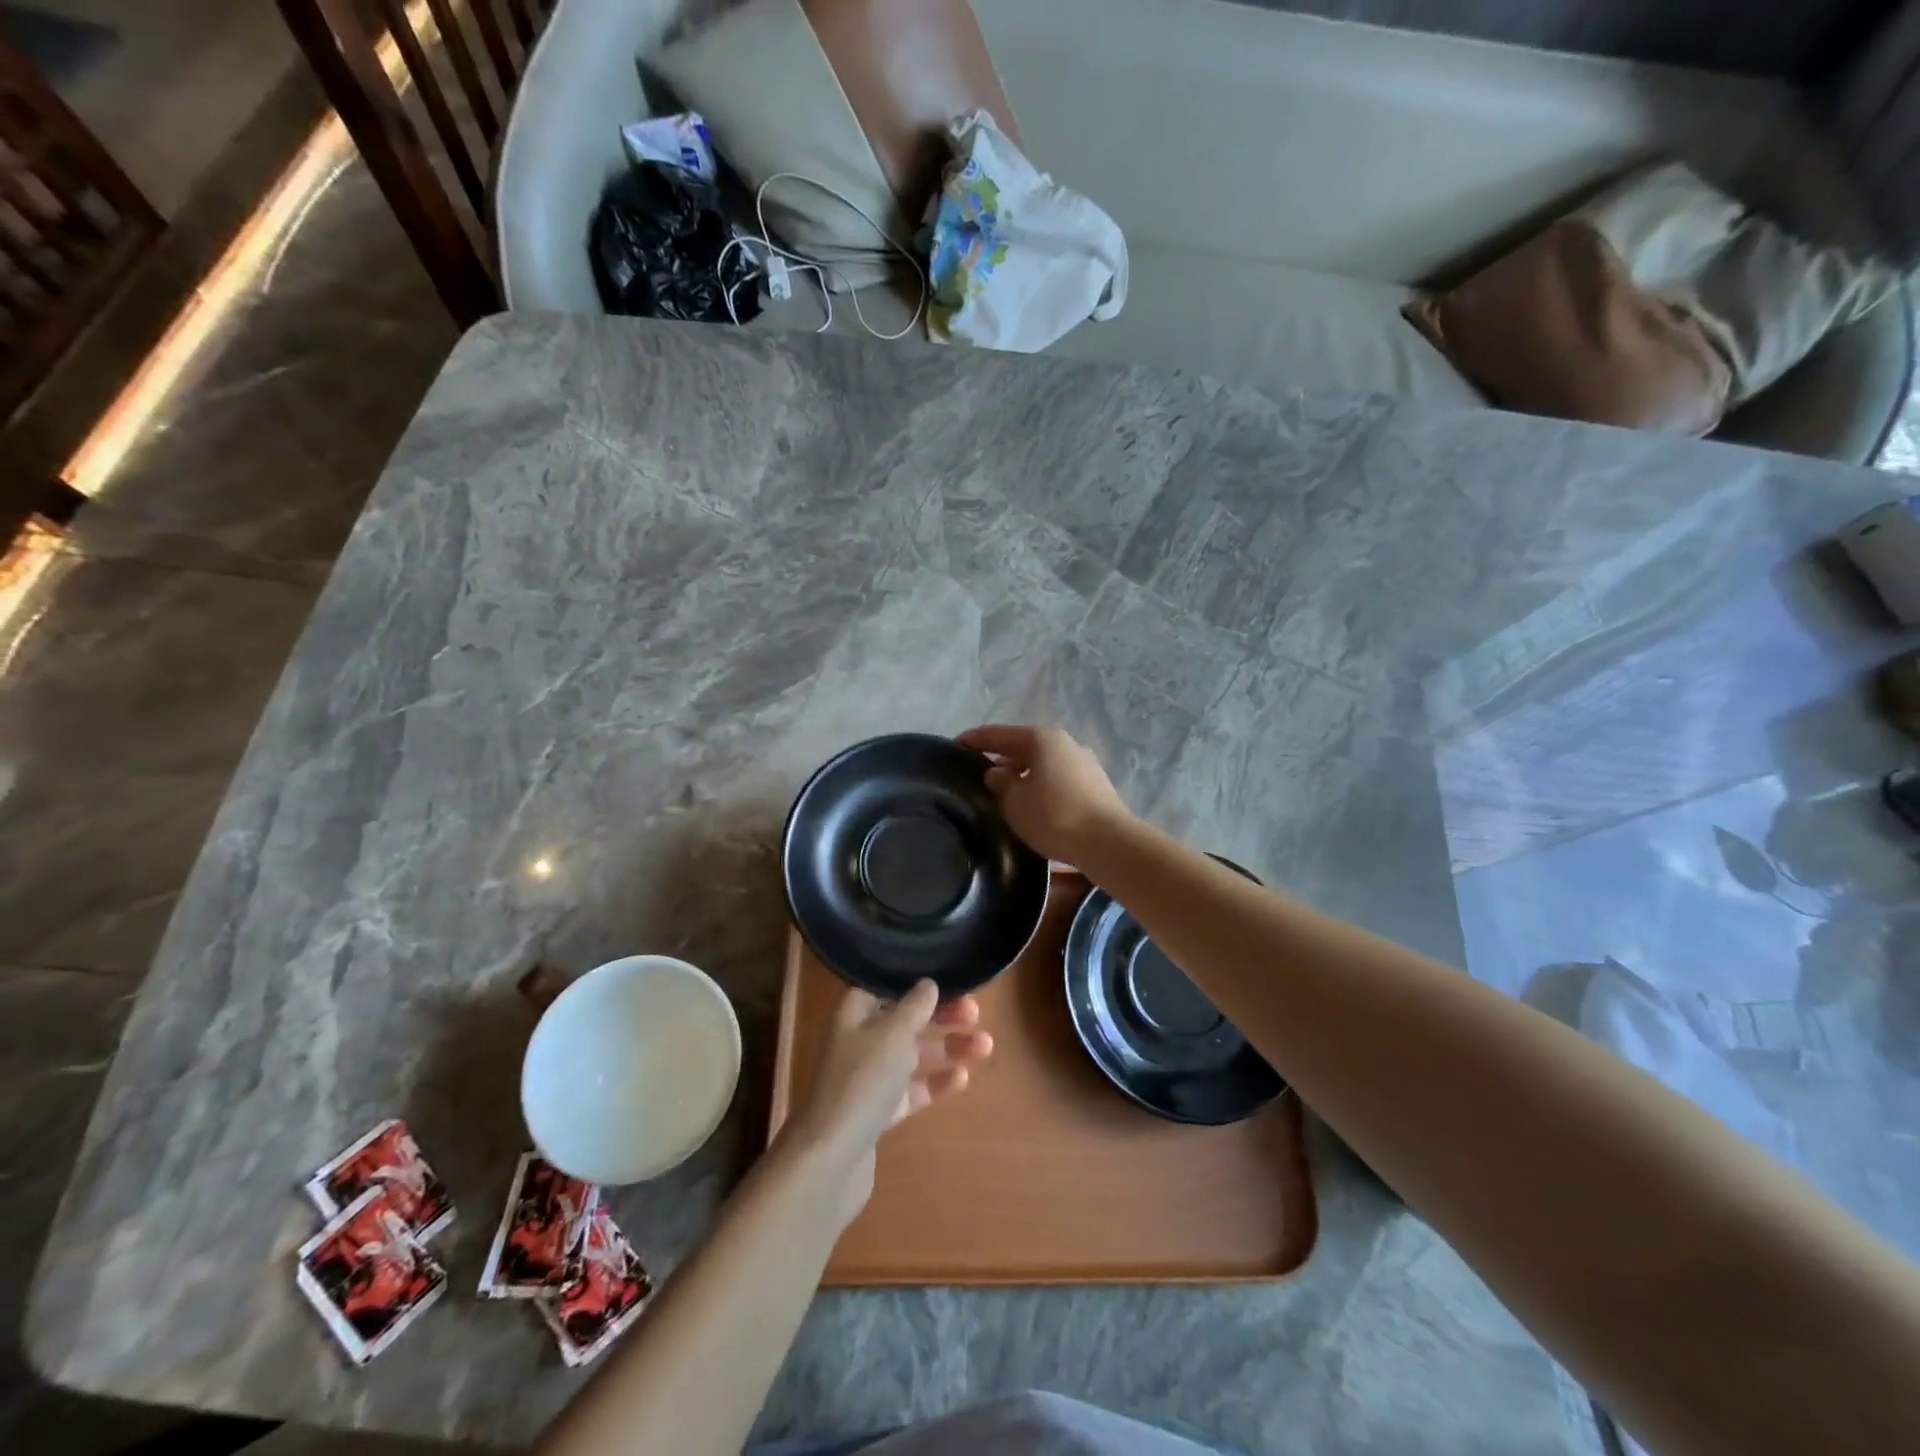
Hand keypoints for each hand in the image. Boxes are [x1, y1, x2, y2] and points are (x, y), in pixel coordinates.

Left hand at [786, 981, 991, 1226]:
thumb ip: (915, 1006)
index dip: (920, 982)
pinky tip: (963, 1078)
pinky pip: (911, 1088)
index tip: (953, 980)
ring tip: (986, 1046)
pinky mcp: (877, 1110)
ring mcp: (867, 1076)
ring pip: (912, 1054)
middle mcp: (858, 1038)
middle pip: (905, 1019)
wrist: (830, 1159)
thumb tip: (928, 983)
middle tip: (976, 1014)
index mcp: (854, 1010)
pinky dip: (935, 1081)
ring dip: (947, 1047)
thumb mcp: (893, 1034)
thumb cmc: (862, 1081)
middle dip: (942, 1015)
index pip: (889, 984)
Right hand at [957, 724, 1131, 863]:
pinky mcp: (1095, 787)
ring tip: (1002, 794)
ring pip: (1042, 765)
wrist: (1108, 843)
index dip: (975, 739)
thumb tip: (996, 773)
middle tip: (977, 774)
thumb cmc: (1053, 816)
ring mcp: (1084, 764)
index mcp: (1042, 738)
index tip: (955, 744)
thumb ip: (999, 783)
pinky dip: (1040, 788)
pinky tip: (1031, 806)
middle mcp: (1066, 744)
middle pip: (1024, 747)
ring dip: (1022, 776)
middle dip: (1001, 759)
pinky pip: (1057, 781)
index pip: (999, 734)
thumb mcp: (1014, 802)